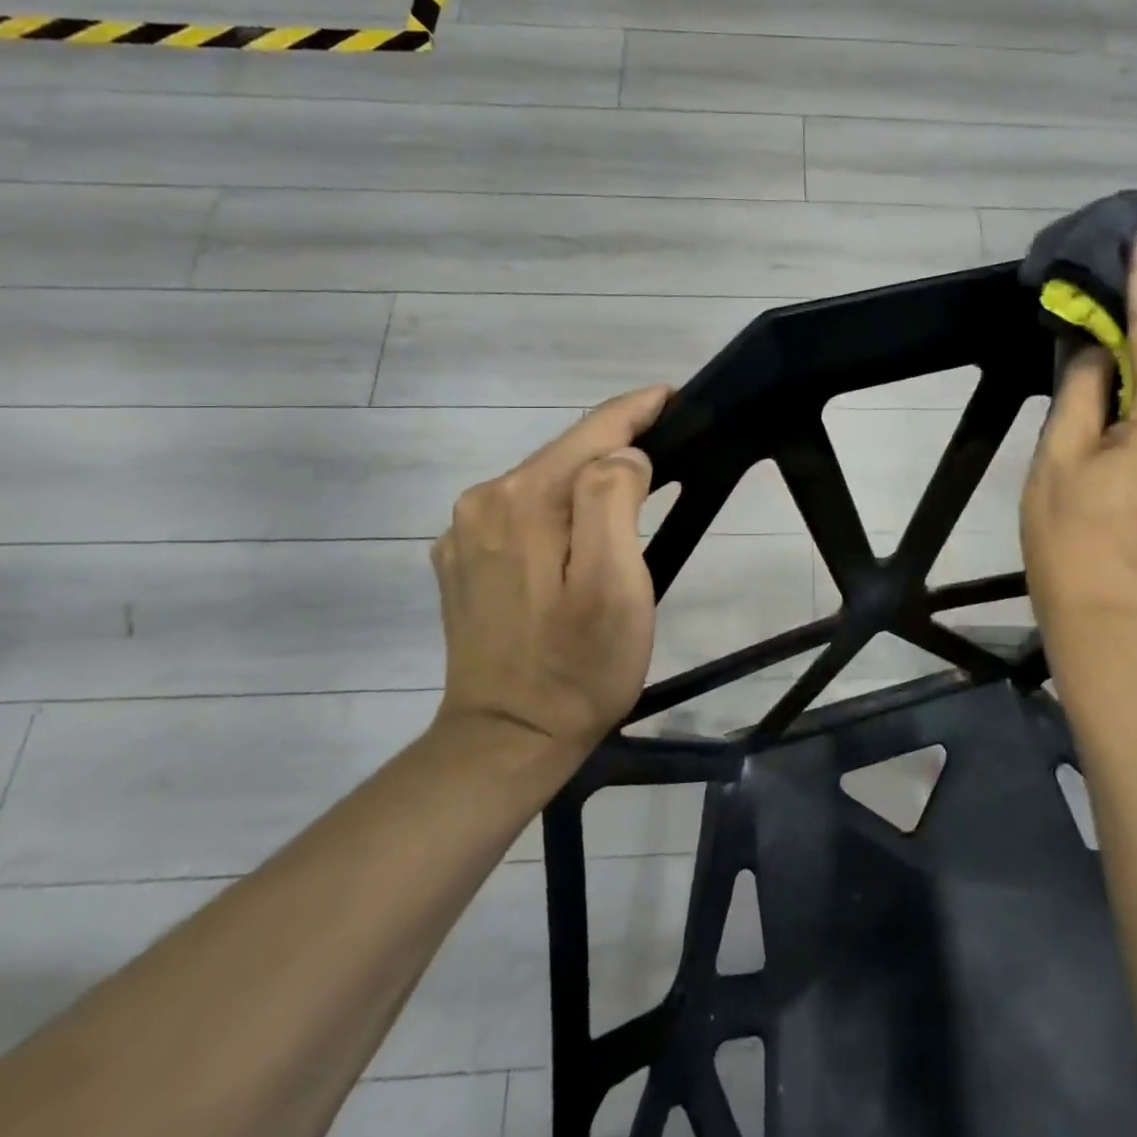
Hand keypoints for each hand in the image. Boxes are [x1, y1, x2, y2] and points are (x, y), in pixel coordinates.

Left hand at [430, 385, 671, 755]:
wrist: (507, 740)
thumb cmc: (579, 664)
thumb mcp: (615, 583)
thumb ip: (615, 501)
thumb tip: (623, 456)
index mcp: (523, 499)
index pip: (591, 431)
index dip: (637, 409)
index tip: (673, 396)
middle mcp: (483, 502)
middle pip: (565, 454)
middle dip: (615, 444)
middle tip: (668, 445)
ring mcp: (465, 534)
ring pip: (543, 483)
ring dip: (587, 479)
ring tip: (634, 486)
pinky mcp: (463, 562)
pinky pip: (521, 513)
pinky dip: (558, 509)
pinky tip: (579, 532)